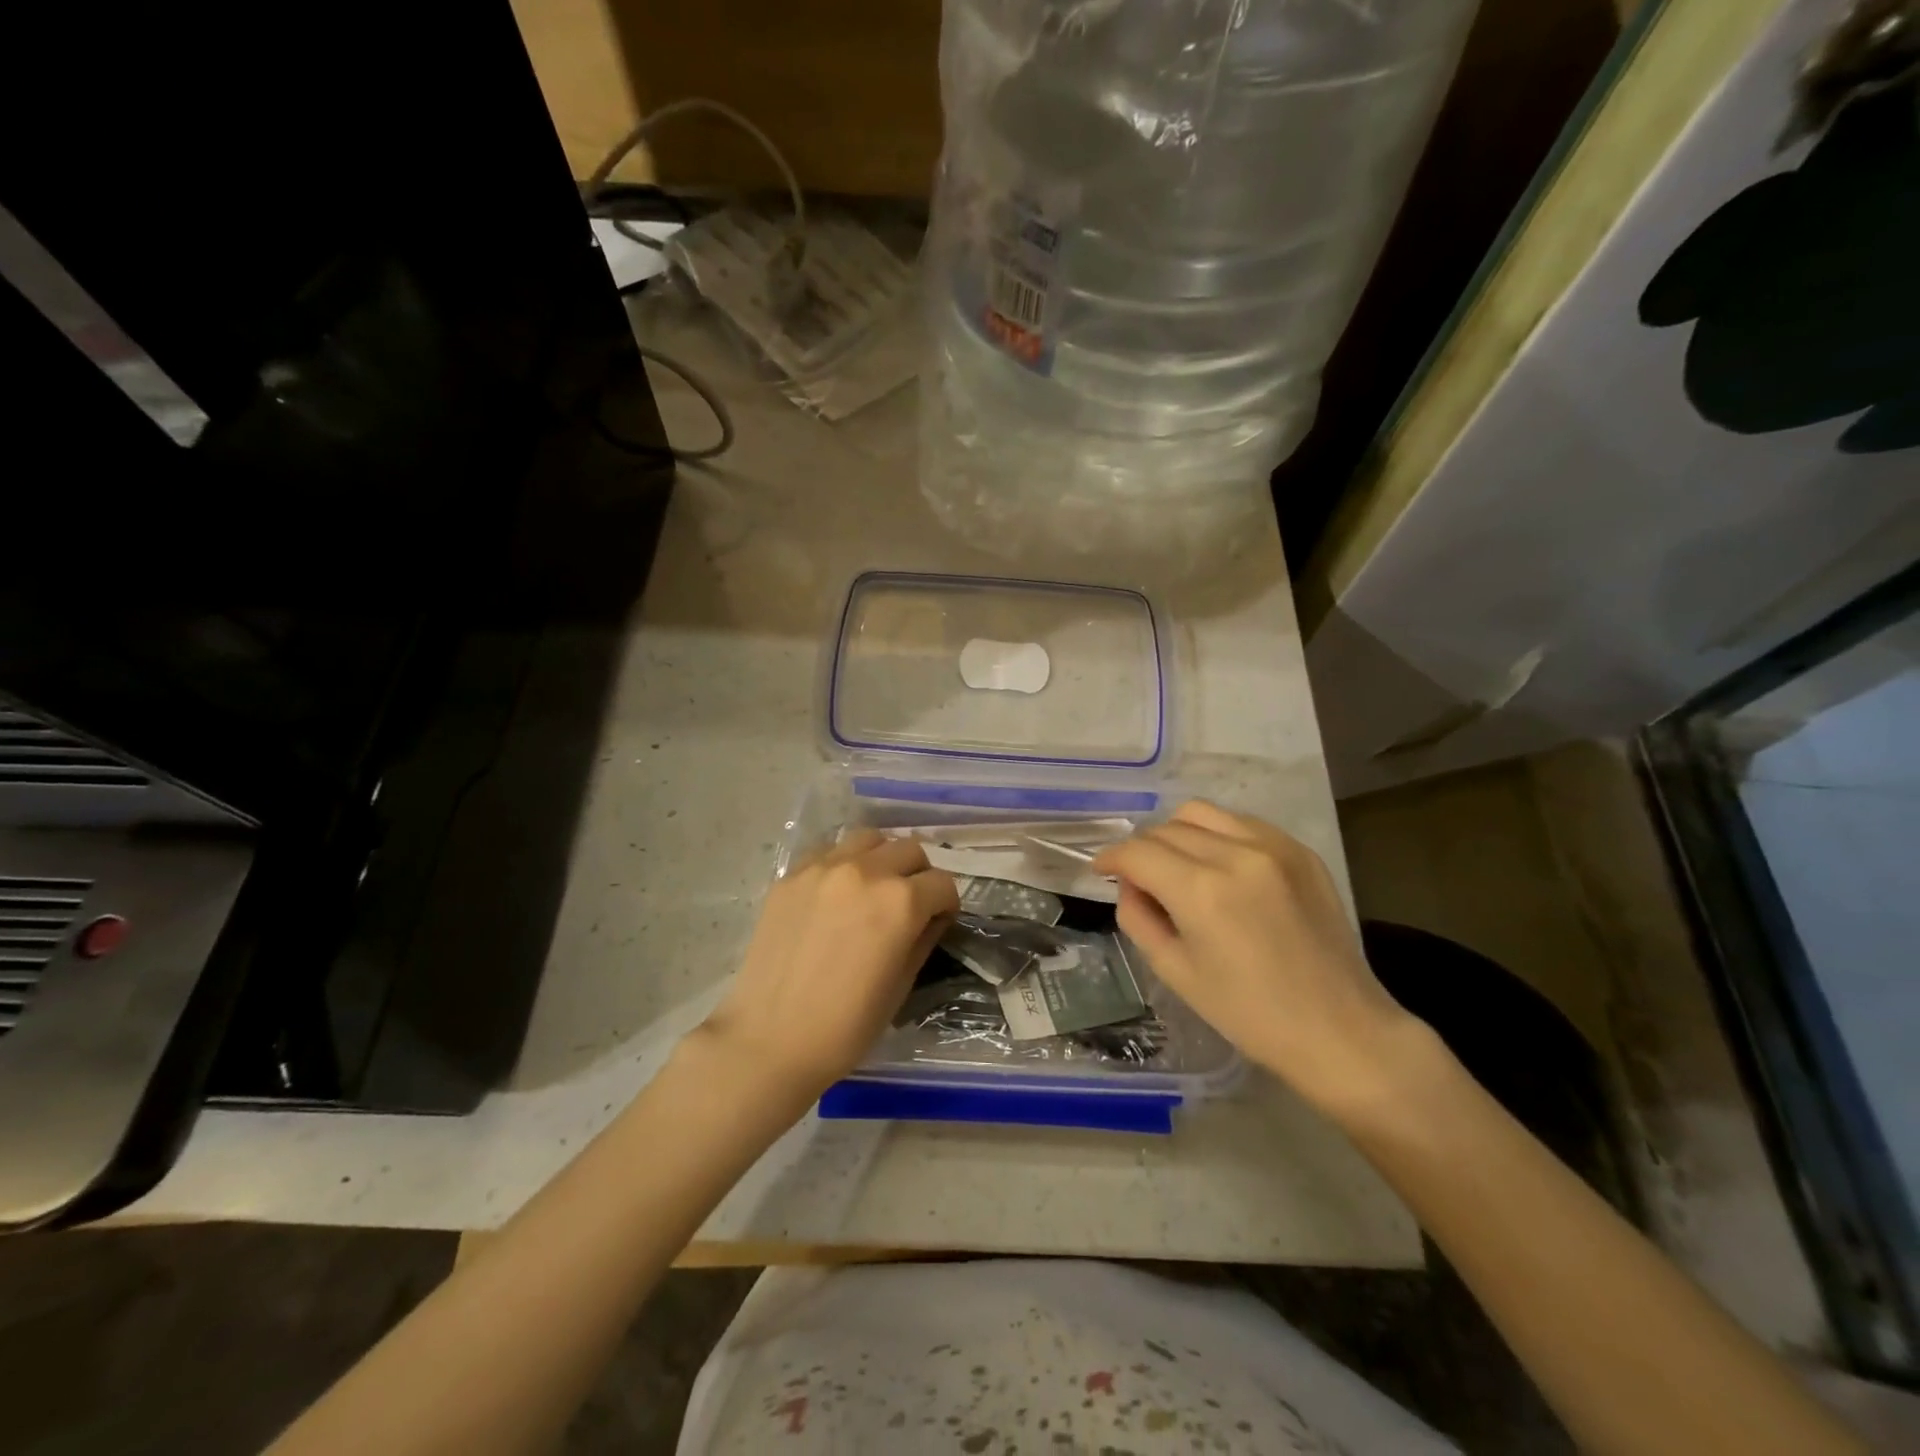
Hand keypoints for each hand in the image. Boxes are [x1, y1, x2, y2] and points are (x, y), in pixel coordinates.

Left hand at [700, 830, 958, 1106]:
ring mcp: (824, 868)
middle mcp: (866, 871)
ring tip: (873, 889)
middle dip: (919, 875)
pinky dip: (844, 863)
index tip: (937, 922)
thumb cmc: (846, 1026)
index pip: (942, 883)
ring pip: (869, 839)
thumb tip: (932, 916)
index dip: (946, 905)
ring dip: (882, 858)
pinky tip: (836, 894)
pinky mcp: (792, 875)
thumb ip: (923, 938)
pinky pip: (829, 851)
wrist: (769, 1040)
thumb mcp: (901, 985)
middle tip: (909, 904)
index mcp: (900, 901)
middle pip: (910, 849)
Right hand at [1093, 801, 1423, 1115]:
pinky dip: (1217, 835)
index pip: (1137, 851)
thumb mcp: (1175, 971)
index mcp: (1200, 891)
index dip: (1110, 858)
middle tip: (1141, 881)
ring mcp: (1273, 847)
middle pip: (1165, 828)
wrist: (1339, 1030)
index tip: (1101, 870)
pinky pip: (1241, 822)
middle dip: (1142, 850)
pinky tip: (1221, 867)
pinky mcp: (1299, 850)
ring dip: (1176, 834)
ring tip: (1179, 866)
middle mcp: (1234, 854)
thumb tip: (1130, 884)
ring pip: (1200, 813)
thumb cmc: (1248, 1014)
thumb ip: (1138, 916)